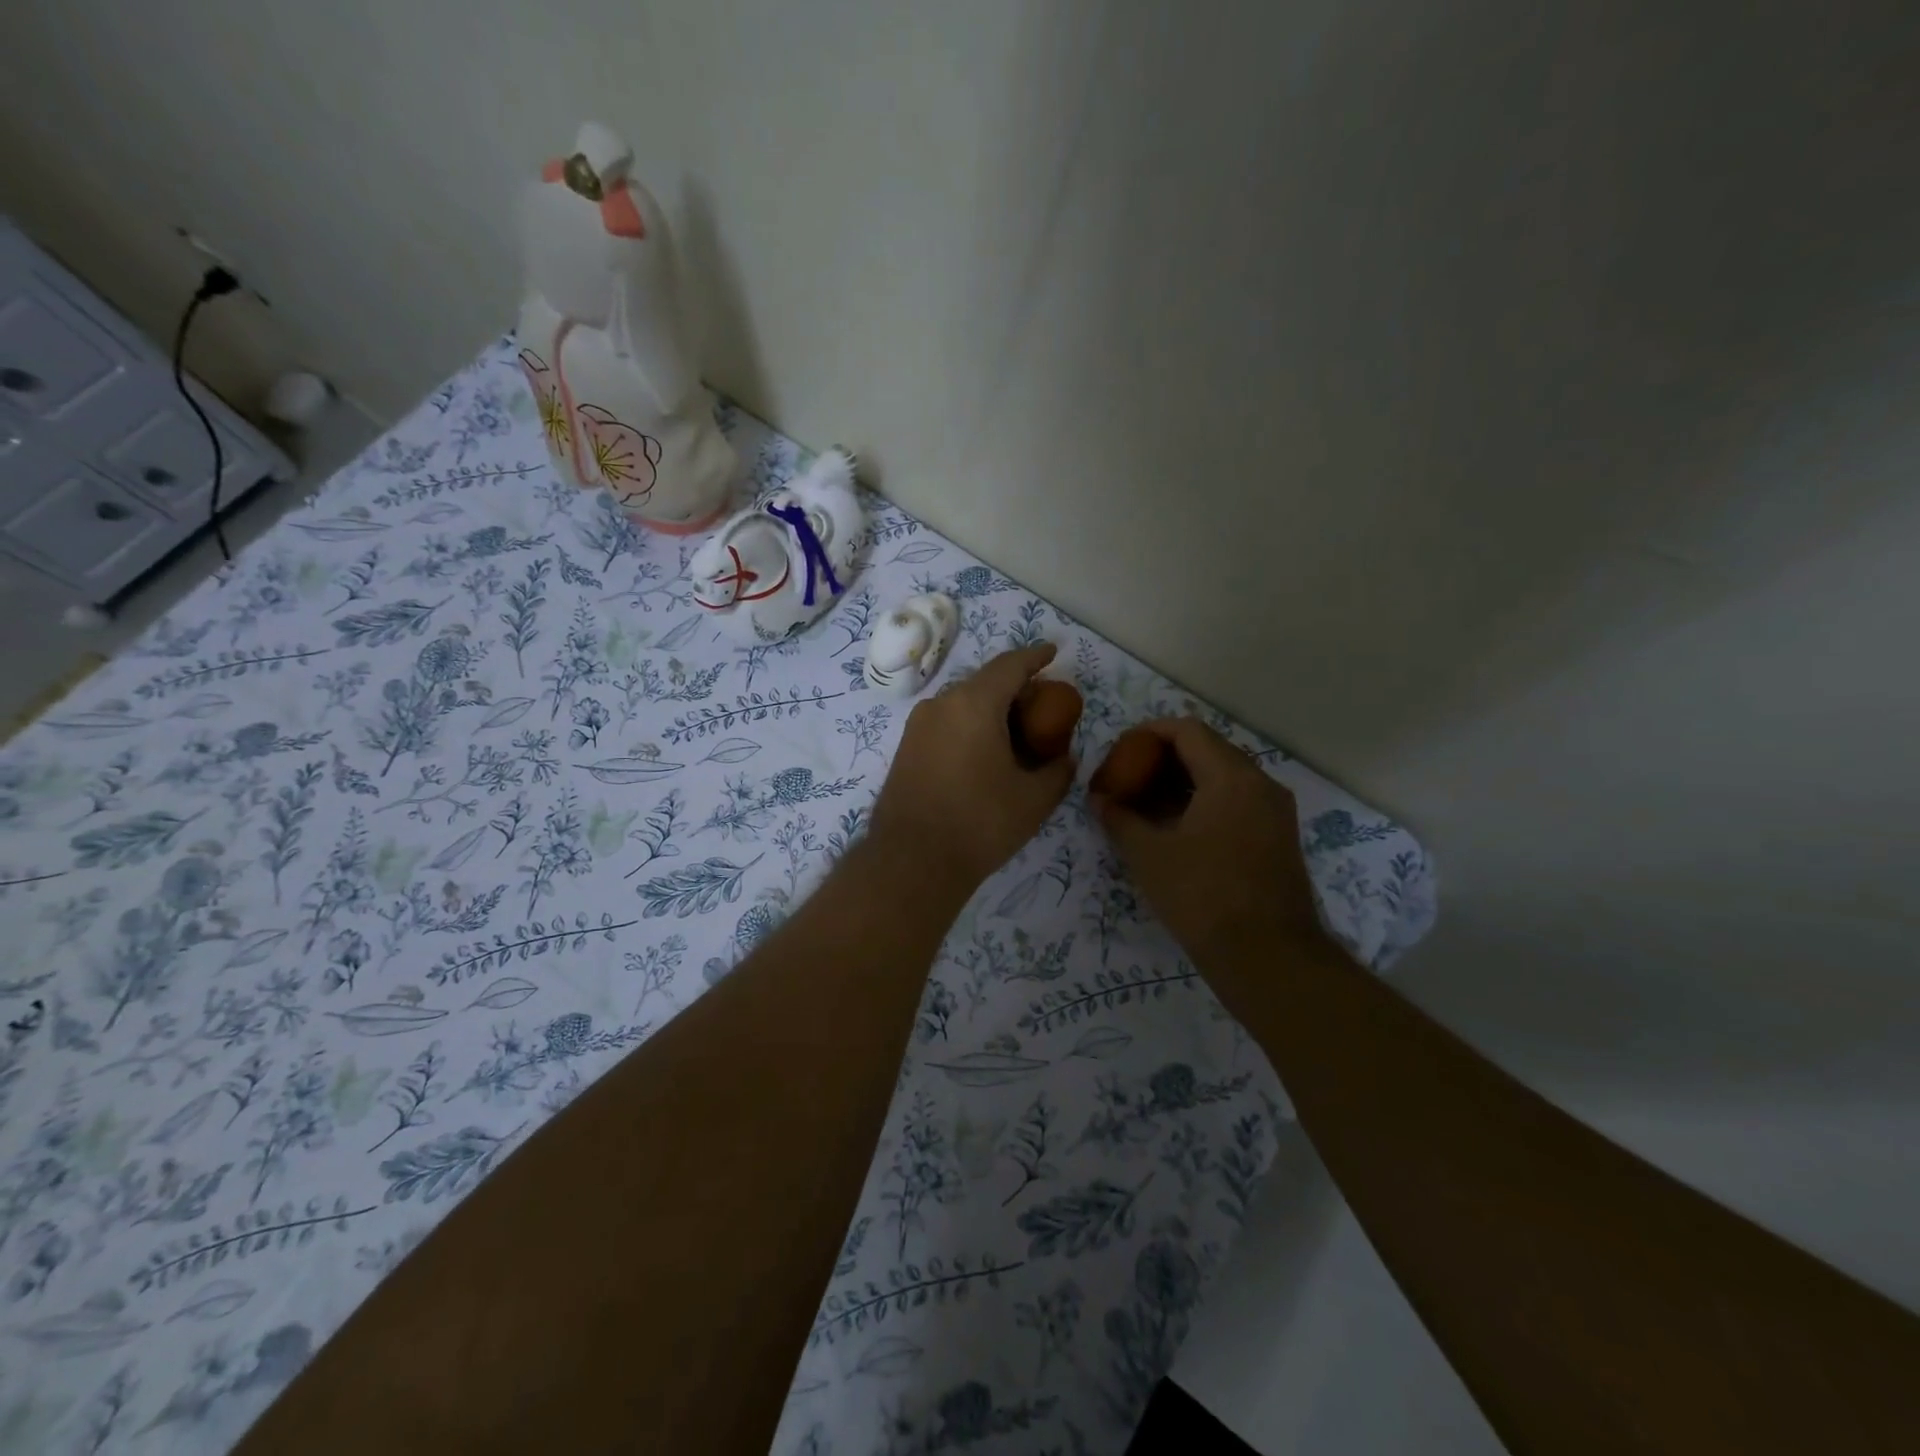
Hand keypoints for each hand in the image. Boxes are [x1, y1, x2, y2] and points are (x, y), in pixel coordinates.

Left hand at [869, 644, 1075, 893]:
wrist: (912, 861)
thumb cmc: (980, 823)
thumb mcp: (1034, 799)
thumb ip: (1057, 770)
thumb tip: (1064, 758)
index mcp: (974, 704)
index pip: (1010, 665)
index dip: (1035, 657)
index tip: (1053, 653)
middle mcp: (941, 704)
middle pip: (984, 683)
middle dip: (1015, 688)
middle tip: (1041, 706)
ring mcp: (917, 726)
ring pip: (962, 704)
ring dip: (991, 709)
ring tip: (1015, 734)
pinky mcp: (905, 748)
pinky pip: (945, 723)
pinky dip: (969, 726)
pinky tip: (984, 754)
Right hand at [1092, 717, 1323, 973]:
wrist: (1268, 958)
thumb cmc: (1203, 897)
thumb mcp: (1149, 855)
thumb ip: (1119, 818)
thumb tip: (1098, 799)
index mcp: (1231, 777)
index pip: (1188, 731)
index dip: (1149, 732)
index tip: (1121, 750)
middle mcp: (1260, 784)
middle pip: (1208, 750)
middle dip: (1164, 758)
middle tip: (1129, 777)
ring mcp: (1275, 811)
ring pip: (1224, 777)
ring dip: (1184, 782)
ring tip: (1146, 804)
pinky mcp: (1278, 837)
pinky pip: (1237, 802)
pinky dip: (1204, 802)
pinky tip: (1176, 828)